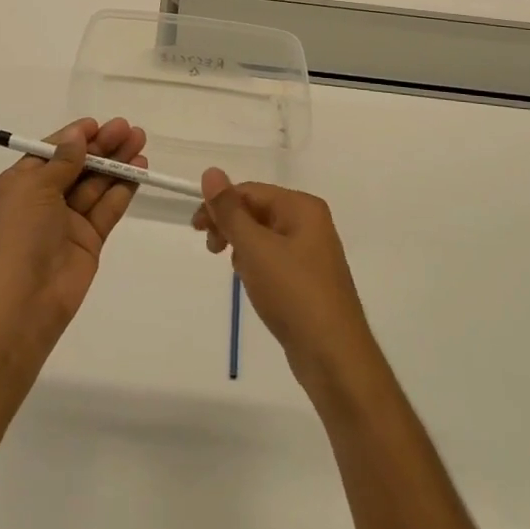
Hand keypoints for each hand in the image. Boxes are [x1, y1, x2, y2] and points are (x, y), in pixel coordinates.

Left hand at [0, 117, 147, 337]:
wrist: (21, 302)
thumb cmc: (17, 235)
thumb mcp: (33, 188)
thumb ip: (62, 161)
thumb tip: (77, 136)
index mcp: (17, 186)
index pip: (48, 153)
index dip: (73, 138)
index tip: (97, 124)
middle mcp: (41, 202)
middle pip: (76, 166)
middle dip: (101, 147)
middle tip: (128, 129)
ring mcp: (66, 222)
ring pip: (95, 185)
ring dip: (116, 164)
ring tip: (140, 142)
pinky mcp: (88, 241)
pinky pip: (106, 209)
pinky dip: (122, 190)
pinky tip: (139, 171)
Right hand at [194, 169, 375, 387]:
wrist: (333, 357)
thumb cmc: (293, 294)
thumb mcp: (255, 248)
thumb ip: (230, 210)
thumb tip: (211, 171)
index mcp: (302, 207)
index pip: (250, 191)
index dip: (220, 205)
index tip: (196, 229)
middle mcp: (309, 223)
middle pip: (257, 211)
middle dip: (231, 227)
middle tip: (211, 250)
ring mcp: (311, 252)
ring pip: (263, 236)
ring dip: (242, 248)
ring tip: (238, 272)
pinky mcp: (307, 279)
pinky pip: (273, 259)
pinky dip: (256, 266)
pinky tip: (252, 284)